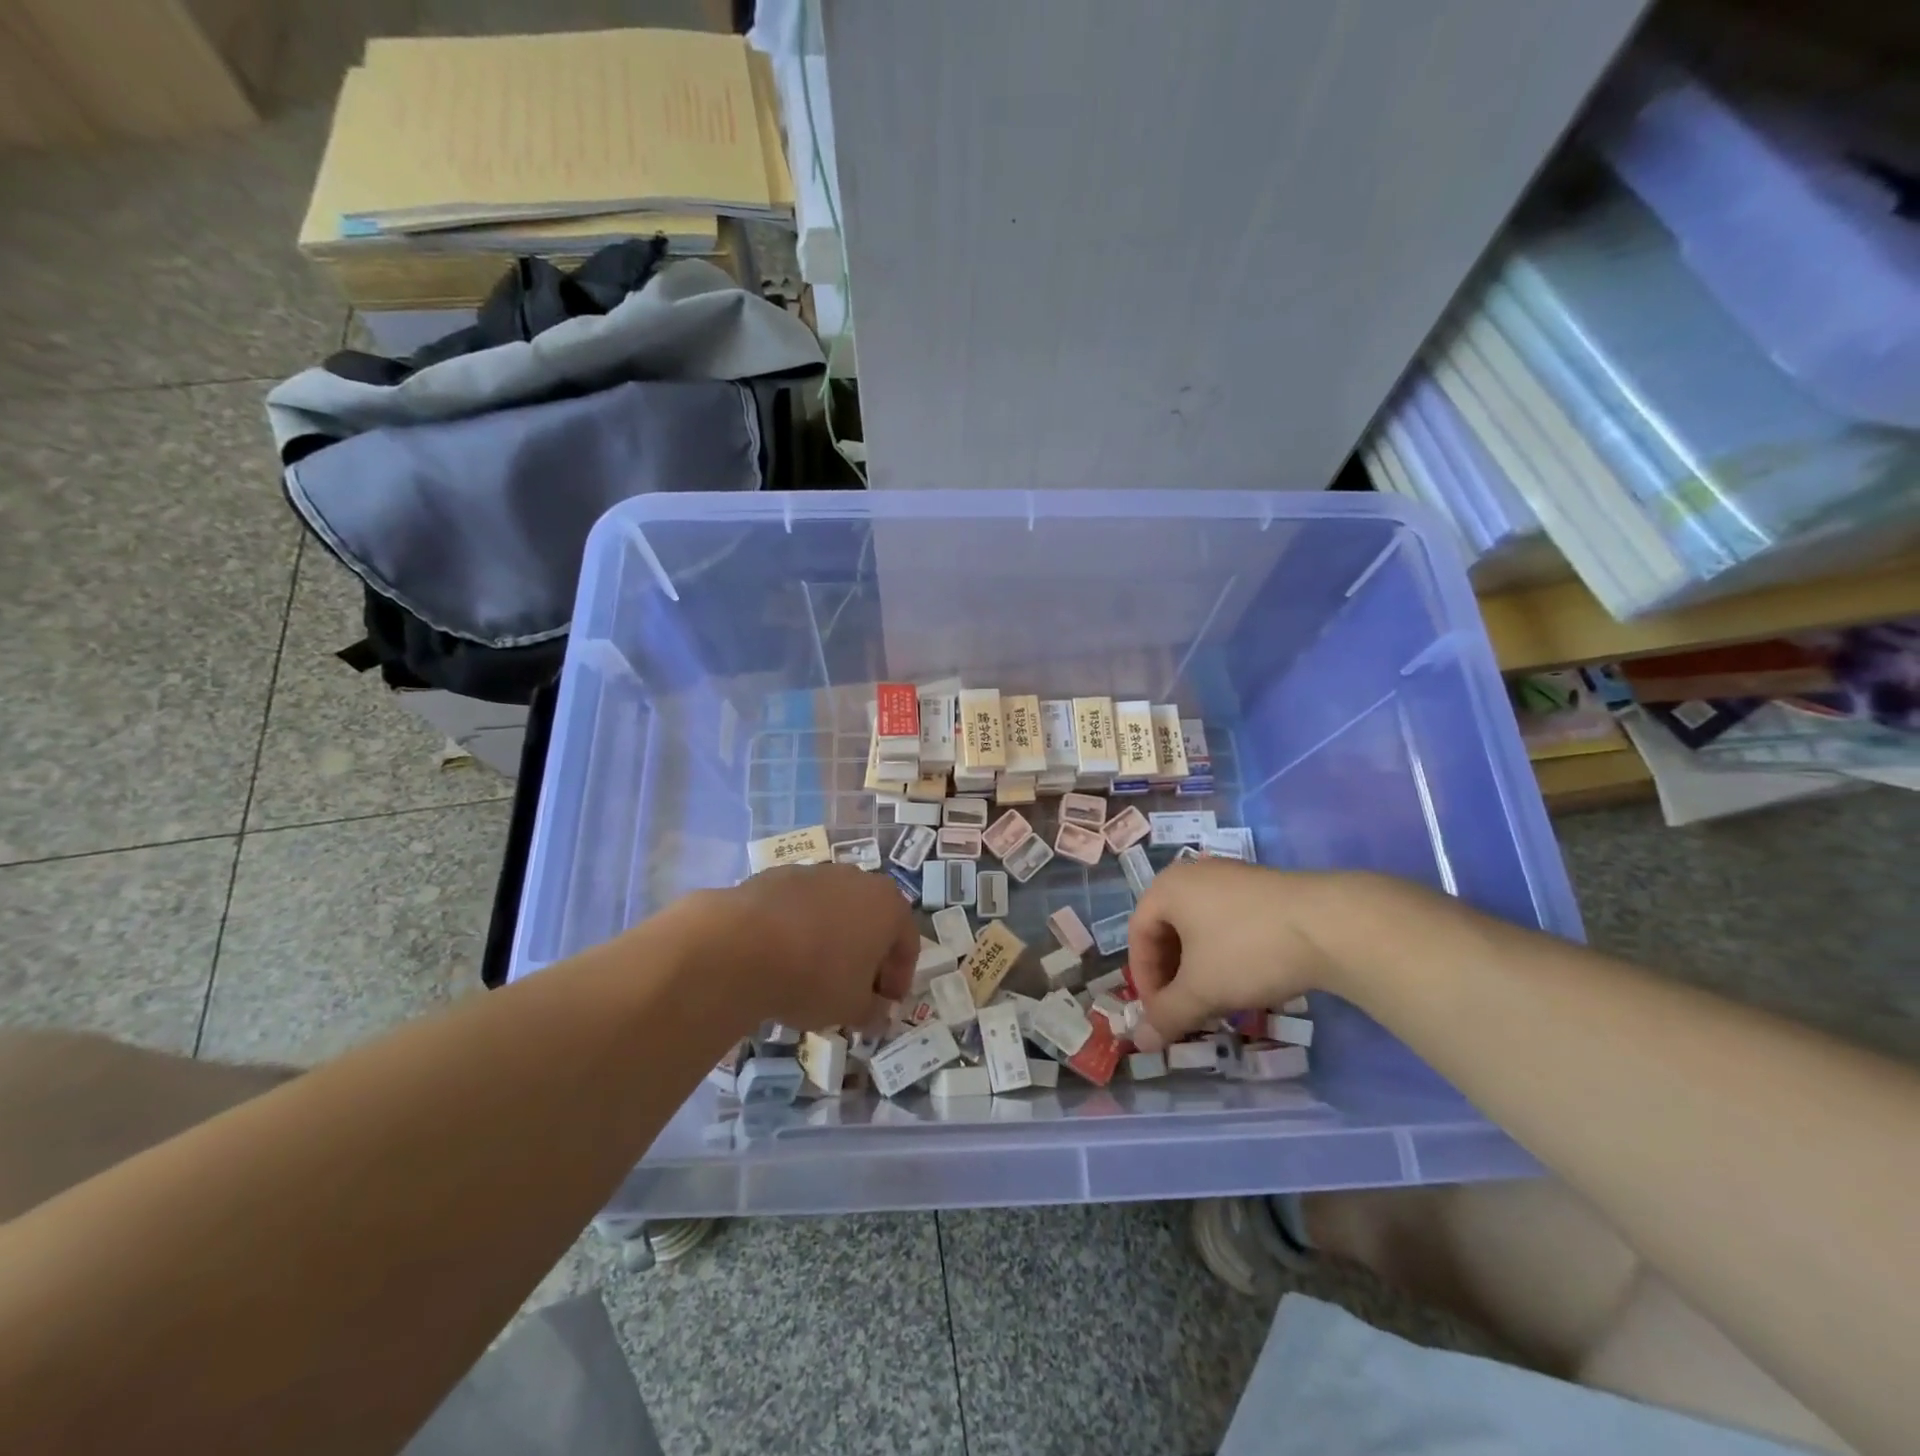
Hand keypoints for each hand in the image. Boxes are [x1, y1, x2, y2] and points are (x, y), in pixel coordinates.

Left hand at [706, 864, 920, 1031]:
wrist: (741, 944)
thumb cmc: (815, 976)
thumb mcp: (852, 1008)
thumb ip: (872, 1011)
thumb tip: (877, 1012)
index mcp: (889, 905)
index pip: (907, 942)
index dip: (899, 977)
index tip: (884, 1004)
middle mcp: (858, 879)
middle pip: (872, 919)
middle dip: (866, 954)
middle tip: (853, 988)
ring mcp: (816, 872)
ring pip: (834, 909)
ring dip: (831, 938)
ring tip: (812, 973)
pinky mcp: (776, 875)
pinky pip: (799, 906)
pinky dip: (798, 928)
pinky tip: (781, 956)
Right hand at [1127, 862, 1349, 1051]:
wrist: (1331, 925)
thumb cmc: (1248, 951)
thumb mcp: (1201, 989)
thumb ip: (1167, 1015)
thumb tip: (1140, 1041)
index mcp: (1168, 888)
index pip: (1138, 935)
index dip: (1144, 980)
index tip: (1162, 1014)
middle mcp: (1193, 874)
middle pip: (1167, 929)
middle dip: (1172, 975)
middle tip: (1186, 1009)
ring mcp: (1230, 876)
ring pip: (1199, 928)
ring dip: (1199, 967)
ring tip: (1217, 999)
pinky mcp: (1262, 887)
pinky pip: (1227, 921)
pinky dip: (1225, 952)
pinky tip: (1247, 977)